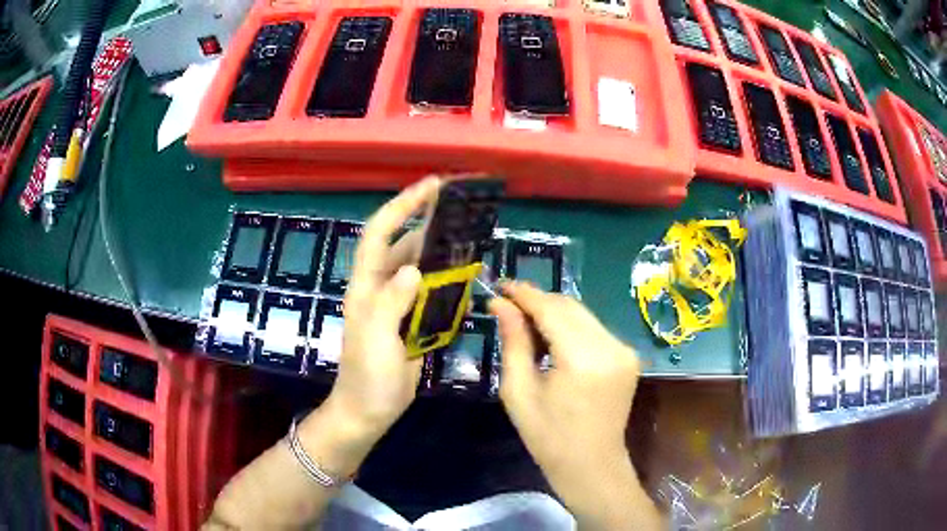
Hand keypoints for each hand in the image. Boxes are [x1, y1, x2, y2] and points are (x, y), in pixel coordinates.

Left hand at [301, 178, 438, 474]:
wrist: (368, 411)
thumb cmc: (367, 377)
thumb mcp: (375, 339)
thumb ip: (391, 302)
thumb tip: (415, 269)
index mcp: (366, 286)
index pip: (380, 233)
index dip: (403, 206)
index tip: (431, 186)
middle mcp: (380, 287)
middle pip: (403, 243)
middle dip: (428, 222)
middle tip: (462, 209)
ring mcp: (395, 304)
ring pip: (419, 266)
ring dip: (441, 250)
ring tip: (470, 238)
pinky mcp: (409, 320)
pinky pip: (430, 291)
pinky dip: (447, 280)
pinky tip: (466, 277)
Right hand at [490, 282, 662, 529]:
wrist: (592, 465)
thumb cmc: (548, 437)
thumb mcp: (519, 392)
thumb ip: (513, 342)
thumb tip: (500, 304)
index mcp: (583, 359)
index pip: (551, 309)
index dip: (524, 293)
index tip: (500, 284)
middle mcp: (611, 346)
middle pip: (570, 306)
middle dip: (538, 301)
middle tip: (508, 305)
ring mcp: (624, 350)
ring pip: (583, 315)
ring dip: (554, 313)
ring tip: (526, 324)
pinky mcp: (628, 356)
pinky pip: (594, 329)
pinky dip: (570, 327)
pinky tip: (552, 340)